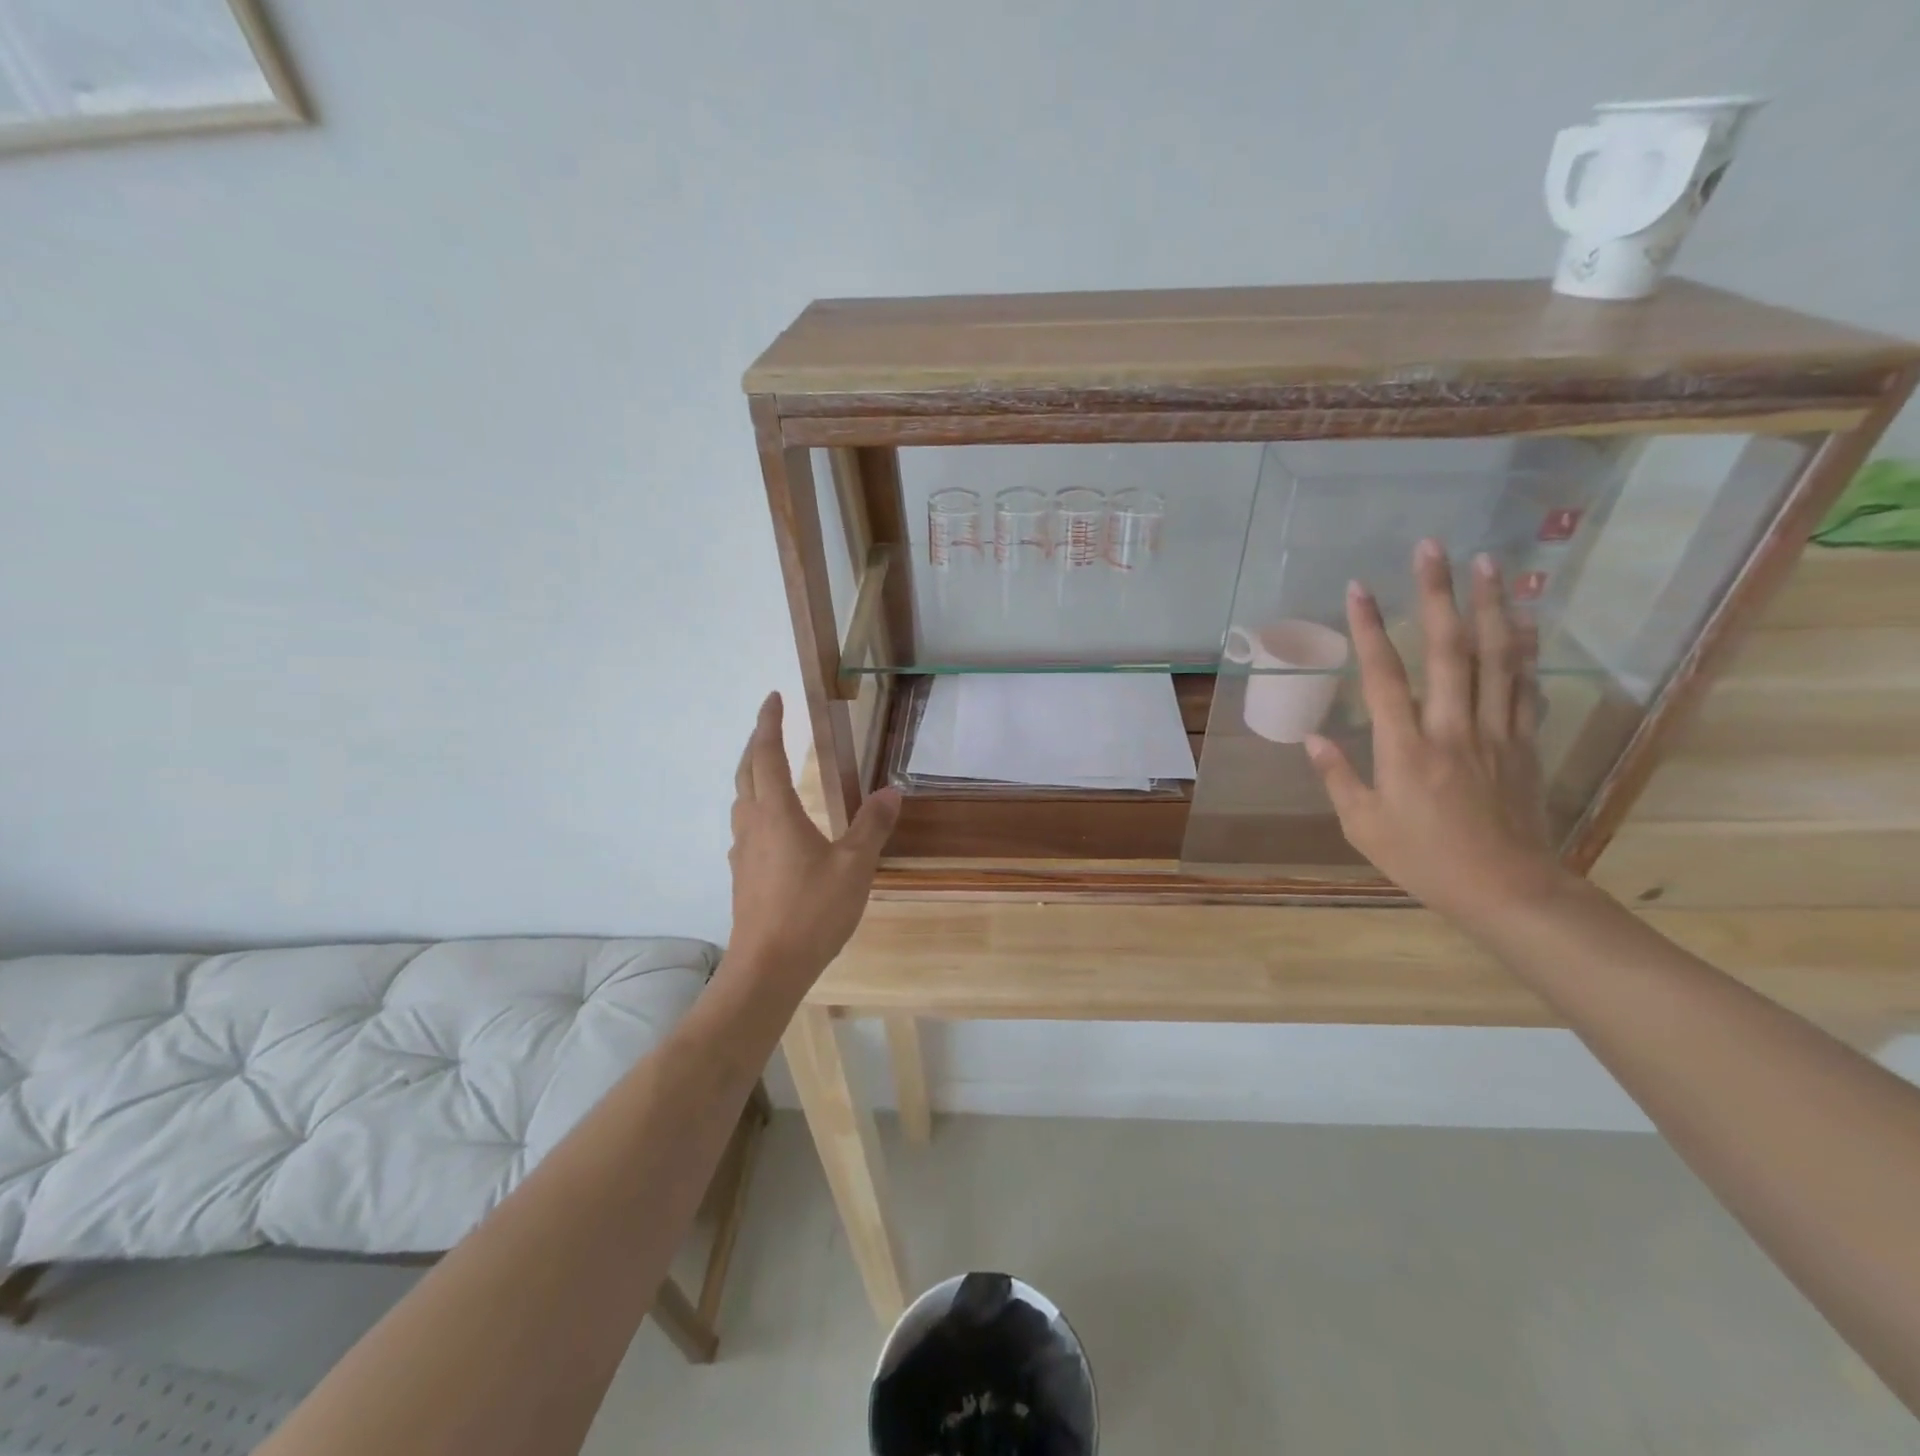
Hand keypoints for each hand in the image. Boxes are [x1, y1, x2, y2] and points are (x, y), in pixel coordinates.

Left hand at [720, 692, 900, 1001]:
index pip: (766, 755)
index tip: (773, 697)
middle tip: (770, 725)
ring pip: (741, 800)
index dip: (769, 723)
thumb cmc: (811, 911)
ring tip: (771, 770)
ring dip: (752, 776)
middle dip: (756, 743)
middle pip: (746, 773)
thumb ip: (872, 825)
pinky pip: (746, 826)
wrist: (767, 968)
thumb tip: (891, 791)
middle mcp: (753, 825)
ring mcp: (743, 852)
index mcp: (777, 813)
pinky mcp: (742, 876)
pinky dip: (757, 807)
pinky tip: (774, 826)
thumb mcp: (854, 866)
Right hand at [1304, 540, 1566, 925]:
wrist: (1508, 889)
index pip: (1383, 676)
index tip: (1357, 588)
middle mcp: (1453, 728)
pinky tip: (1525, 619)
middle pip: (1448, 650)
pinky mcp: (1525, 742)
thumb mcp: (1364, 826)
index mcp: (1406, 749)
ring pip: (1497, 657)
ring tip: (1490, 563)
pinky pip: (1525, 686)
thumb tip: (1312, 737)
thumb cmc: (1424, 860)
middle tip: (1433, 548)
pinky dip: (1525, 648)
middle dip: (1438, 595)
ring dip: (1492, 606)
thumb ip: (1338, 777)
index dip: (1368, 629)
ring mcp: (1496, 731)